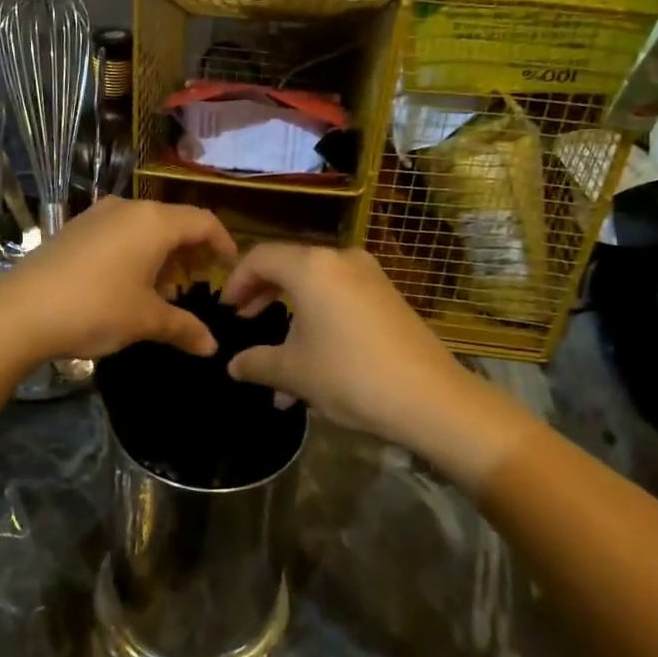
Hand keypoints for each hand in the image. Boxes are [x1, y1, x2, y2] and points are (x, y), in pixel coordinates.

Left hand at [0, 197, 237, 364]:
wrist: (19, 311)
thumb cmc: (95, 309)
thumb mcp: (146, 321)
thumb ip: (184, 328)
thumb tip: (211, 347)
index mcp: (153, 222)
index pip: (203, 221)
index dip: (222, 242)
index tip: (229, 266)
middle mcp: (127, 209)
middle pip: (173, 222)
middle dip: (189, 252)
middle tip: (195, 284)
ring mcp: (96, 216)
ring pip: (143, 228)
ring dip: (160, 255)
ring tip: (161, 291)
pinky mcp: (74, 229)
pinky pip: (118, 234)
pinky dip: (134, 253)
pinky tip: (126, 285)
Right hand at [222, 245, 487, 456]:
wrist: (431, 398)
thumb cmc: (349, 376)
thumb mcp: (294, 372)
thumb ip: (256, 363)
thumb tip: (233, 365)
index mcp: (311, 267)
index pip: (260, 258)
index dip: (236, 281)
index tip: (226, 310)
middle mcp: (340, 260)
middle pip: (289, 268)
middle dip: (263, 297)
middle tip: (245, 322)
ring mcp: (369, 277)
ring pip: (316, 289)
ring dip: (293, 322)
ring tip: (278, 370)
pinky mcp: (388, 297)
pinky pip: (340, 301)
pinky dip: (319, 324)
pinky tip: (313, 369)